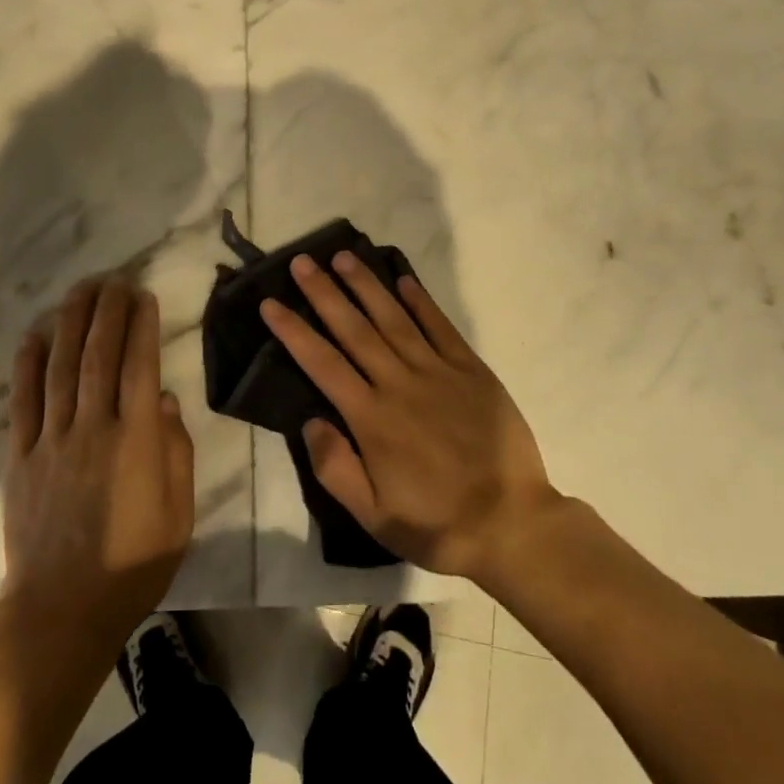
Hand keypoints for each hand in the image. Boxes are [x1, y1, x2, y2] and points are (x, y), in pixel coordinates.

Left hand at [2, 278, 195, 642]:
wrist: (61, 611)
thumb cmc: (133, 565)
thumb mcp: (179, 515)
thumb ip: (176, 453)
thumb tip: (165, 400)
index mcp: (136, 441)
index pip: (140, 366)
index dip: (142, 326)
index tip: (143, 295)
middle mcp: (93, 428)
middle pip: (98, 355)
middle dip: (107, 310)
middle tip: (114, 278)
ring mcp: (52, 440)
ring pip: (61, 367)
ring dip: (71, 322)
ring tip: (81, 289)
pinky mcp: (21, 457)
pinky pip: (23, 401)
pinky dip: (28, 363)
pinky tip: (35, 334)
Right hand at [261, 253, 557, 584]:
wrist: (512, 526)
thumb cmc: (435, 523)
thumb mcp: (373, 515)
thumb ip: (334, 467)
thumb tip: (309, 419)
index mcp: (371, 418)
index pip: (322, 363)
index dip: (294, 331)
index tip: (270, 303)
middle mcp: (399, 384)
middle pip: (354, 329)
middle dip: (324, 292)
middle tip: (302, 262)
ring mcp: (437, 372)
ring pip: (394, 318)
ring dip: (367, 285)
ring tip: (344, 256)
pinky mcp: (471, 370)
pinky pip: (441, 328)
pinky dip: (421, 301)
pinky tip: (404, 279)